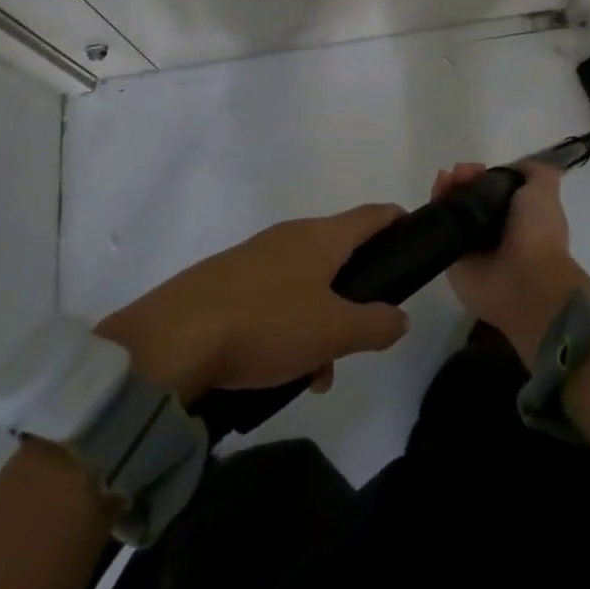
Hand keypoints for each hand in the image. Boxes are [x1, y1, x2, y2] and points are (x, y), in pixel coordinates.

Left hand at [98, 204, 410, 401]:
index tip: (414, 236)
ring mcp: (256, 257)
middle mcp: (289, 236)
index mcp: (320, 236)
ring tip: (315, 373)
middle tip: (359, 339)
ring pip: (306, 284)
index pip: (370, 215)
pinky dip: (288, 328)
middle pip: (338, 255)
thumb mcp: (332, 330)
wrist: (174, 338)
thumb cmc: (267, 323)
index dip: (396, 220)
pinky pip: (275, 298)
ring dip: (320, 323)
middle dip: (354, 298)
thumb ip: (375, 323)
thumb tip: (400, 316)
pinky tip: (279, 371)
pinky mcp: (229, 281)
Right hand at [432, 162, 589, 365]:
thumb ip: (535, 173)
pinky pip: (440, 230)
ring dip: (446, 189)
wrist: (526, 281)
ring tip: (446, 180)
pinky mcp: (452, 260)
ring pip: (453, 210)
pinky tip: (436, 194)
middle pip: (470, 197)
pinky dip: (435, 208)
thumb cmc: (537, 233)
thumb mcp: (544, 191)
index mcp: (518, 217)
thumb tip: (515, 167)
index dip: (484, 175)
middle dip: (463, 180)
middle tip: (459, 173)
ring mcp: (472, 246)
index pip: (493, 190)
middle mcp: (494, 231)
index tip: (478, 168)